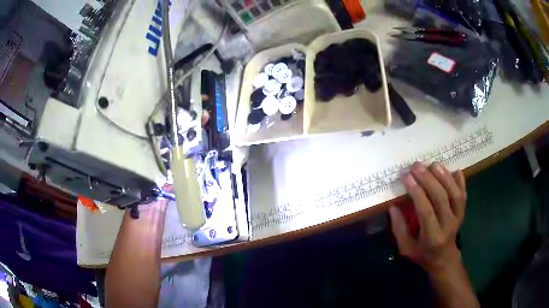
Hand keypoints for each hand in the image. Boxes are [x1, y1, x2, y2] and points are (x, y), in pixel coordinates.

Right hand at [389, 162, 466, 273]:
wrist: (444, 258)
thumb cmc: (422, 254)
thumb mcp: (406, 248)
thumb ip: (399, 229)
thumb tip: (393, 207)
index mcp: (432, 237)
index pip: (426, 211)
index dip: (417, 192)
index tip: (407, 177)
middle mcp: (448, 225)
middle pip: (441, 198)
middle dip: (428, 179)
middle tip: (416, 166)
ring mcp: (458, 217)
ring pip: (454, 193)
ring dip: (444, 176)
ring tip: (432, 164)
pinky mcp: (463, 211)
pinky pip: (463, 194)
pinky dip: (460, 181)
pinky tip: (453, 170)